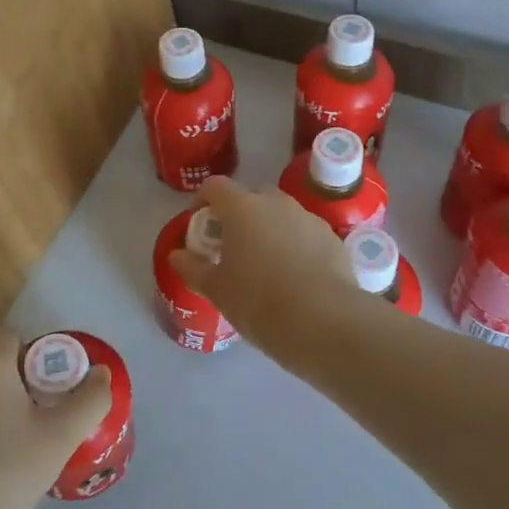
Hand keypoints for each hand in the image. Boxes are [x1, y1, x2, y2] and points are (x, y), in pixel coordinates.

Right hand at [168, 176, 355, 352]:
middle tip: (231, 246)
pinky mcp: (332, 238)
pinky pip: (305, 233)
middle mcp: (276, 203)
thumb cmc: (259, 301)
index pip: (215, 187)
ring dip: (269, 229)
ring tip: (264, 264)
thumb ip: (193, 268)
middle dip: (238, 215)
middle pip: (251, 196)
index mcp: (242, 208)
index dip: (201, 201)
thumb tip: (177, 255)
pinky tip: (294, 277)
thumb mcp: (216, 290)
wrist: (324, 321)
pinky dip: (295, 245)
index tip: (198, 226)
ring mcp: (308, 218)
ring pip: (281, 214)